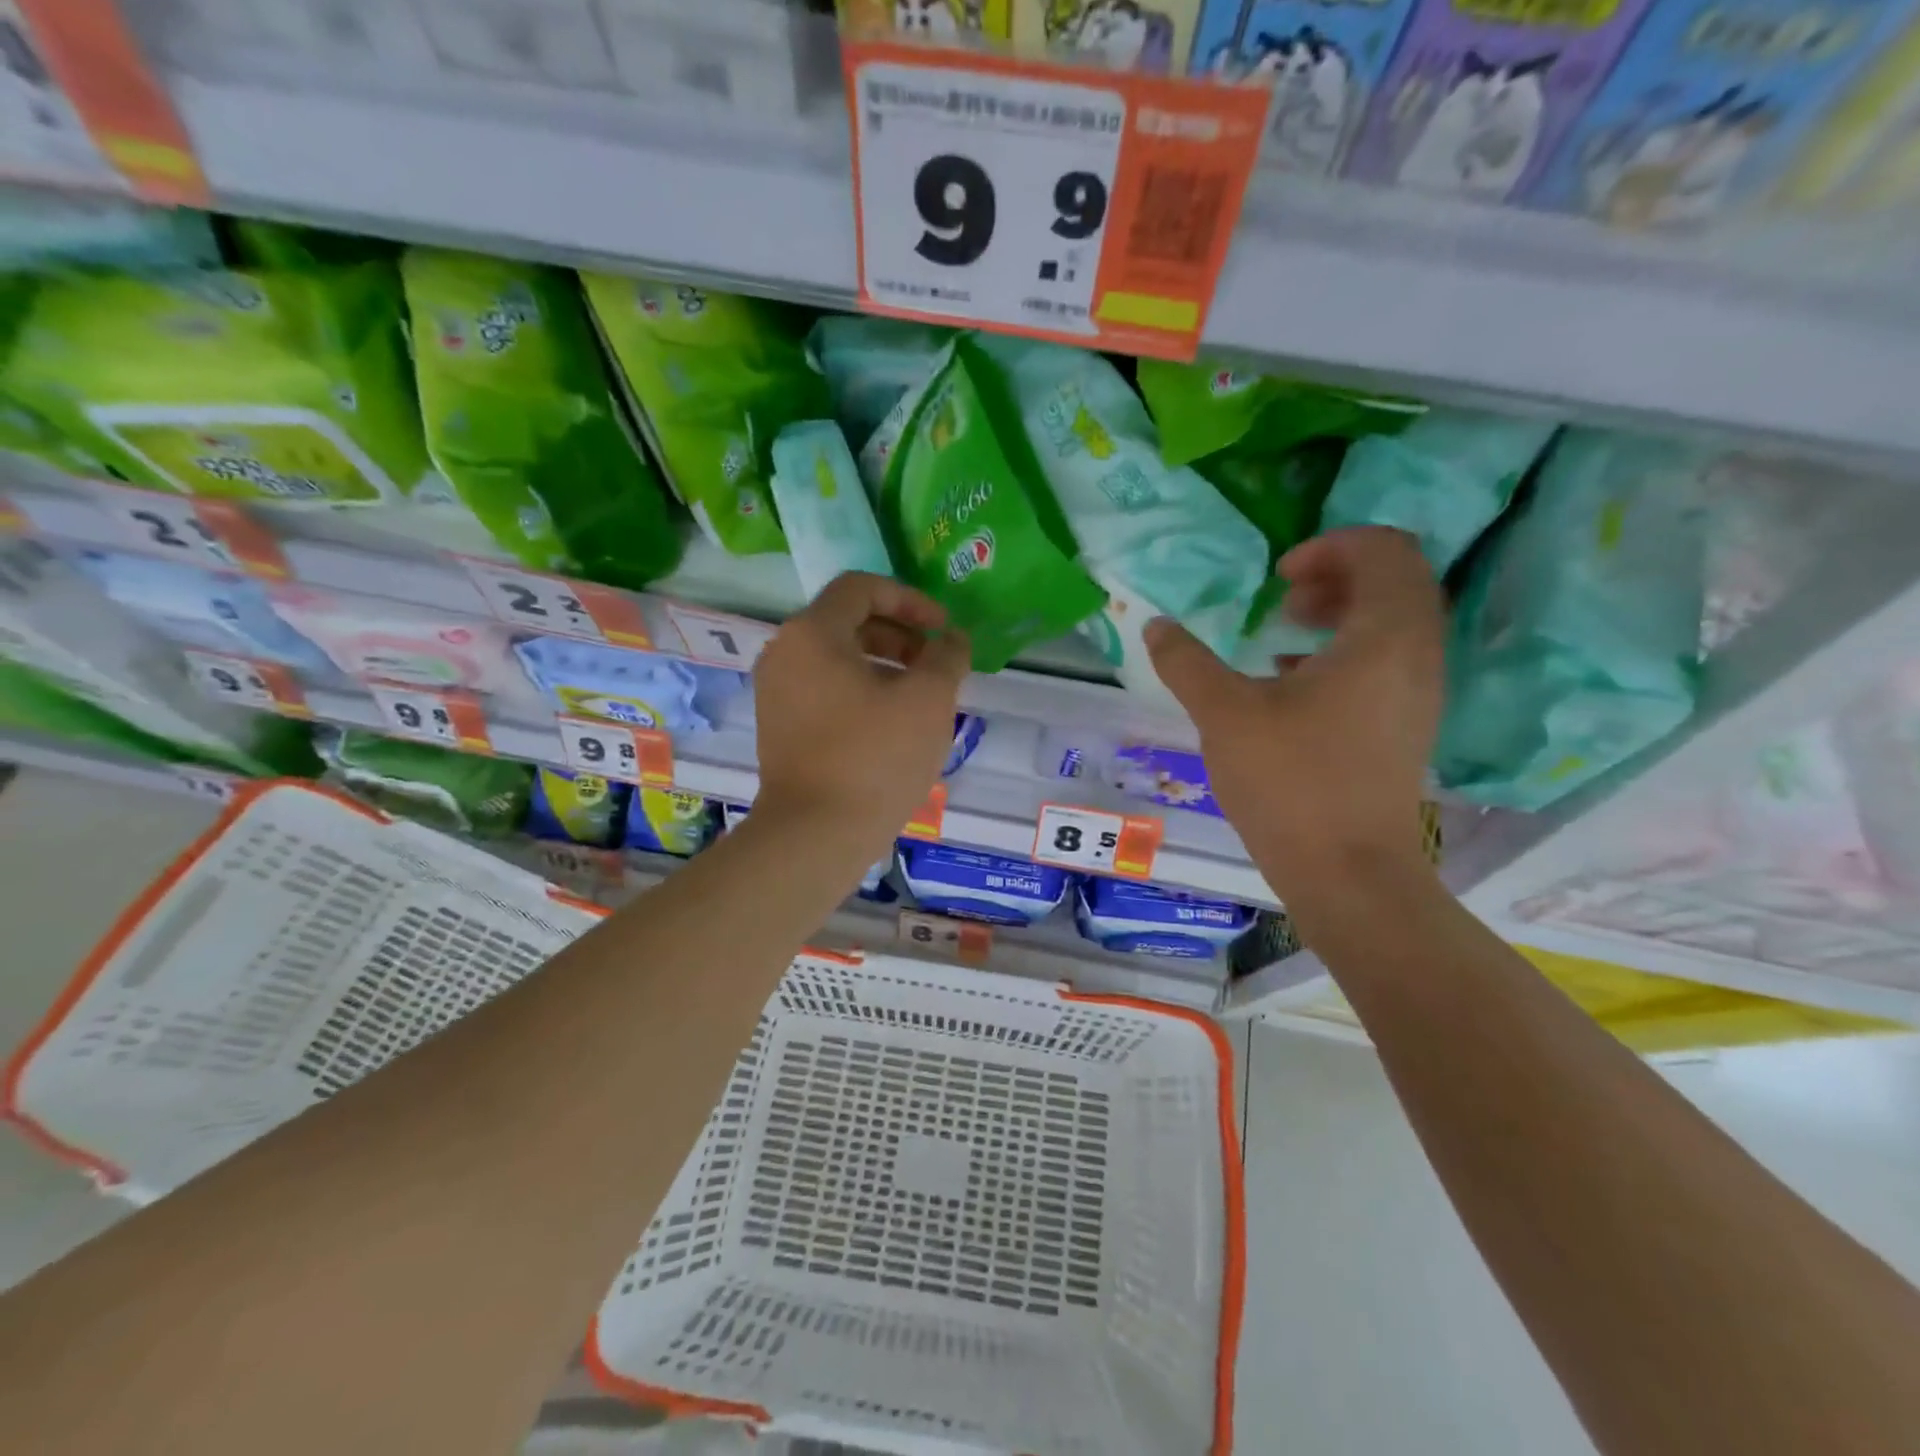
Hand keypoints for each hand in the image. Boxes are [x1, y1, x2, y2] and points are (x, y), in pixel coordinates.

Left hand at [752, 572, 970, 849]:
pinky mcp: (779, 726)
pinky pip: (825, 689)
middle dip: (899, 635)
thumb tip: (953, 639)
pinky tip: (891, 723)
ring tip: (920, 696)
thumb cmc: (875, 757)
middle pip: (847, 621)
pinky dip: (860, 690)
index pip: (861, 588)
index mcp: (812, 633)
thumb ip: (947, 657)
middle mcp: (784, 653)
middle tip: (935, 664)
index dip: (910, 599)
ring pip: (837, 658)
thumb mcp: (928, 700)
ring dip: (884, 664)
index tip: (942, 629)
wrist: (815, 834)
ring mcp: (776, 692)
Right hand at [1145, 527, 1445, 897]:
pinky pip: (1387, 661)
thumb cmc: (1290, 782)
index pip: (1384, 550)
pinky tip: (1293, 681)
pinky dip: (1346, 651)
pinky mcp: (1405, 726)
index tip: (1278, 577)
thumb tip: (1155, 625)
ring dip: (1341, 612)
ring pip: (1393, 623)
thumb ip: (1187, 662)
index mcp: (1385, 636)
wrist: (1348, 873)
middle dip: (1336, 575)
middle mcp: (1417, 655)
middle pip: (1396, 581)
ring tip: (1285, 634)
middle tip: (1283, 598)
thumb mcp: (1225, 713)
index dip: (1330, 546)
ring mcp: (1418, 694)